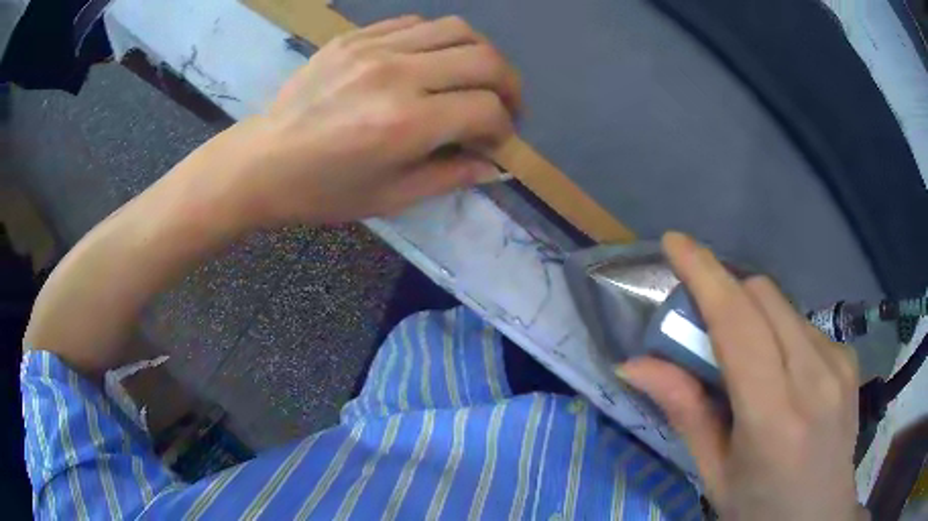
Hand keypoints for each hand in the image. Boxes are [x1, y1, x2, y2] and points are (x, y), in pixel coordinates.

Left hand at [210, 15, 518, 225]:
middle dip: (509, 85)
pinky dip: (438, 40)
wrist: (262, 162)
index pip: (486, 110)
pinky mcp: (355, 37)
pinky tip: (431, 62)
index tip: (494, 141)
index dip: (503, 128)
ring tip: (474, 78)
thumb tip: (493, 163)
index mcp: (405, 124)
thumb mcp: (389, 198)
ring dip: (479, 54)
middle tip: (503, 106)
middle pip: (484, 59)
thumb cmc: (322, 191)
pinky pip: (416, 23)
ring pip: (457, 29)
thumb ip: (449, 176)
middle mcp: (397, 75)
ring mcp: (374, 48)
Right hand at [619, 232, 863, 519]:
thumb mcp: (714, 474)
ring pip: (784, 306)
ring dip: (754, 316)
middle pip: (764, 296)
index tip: (676, 244)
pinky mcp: (849, 358)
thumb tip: (635, 365)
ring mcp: (839, 362)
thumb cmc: (760, 508)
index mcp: (774, 417)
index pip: (739, 324)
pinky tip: (783, 373)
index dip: (705, 275)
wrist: (819, 516)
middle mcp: (815, 377)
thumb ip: (685, 413)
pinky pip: (805, 325)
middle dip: (726, 293)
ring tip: (746, 360)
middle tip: (703, 324)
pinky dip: (781, 334)